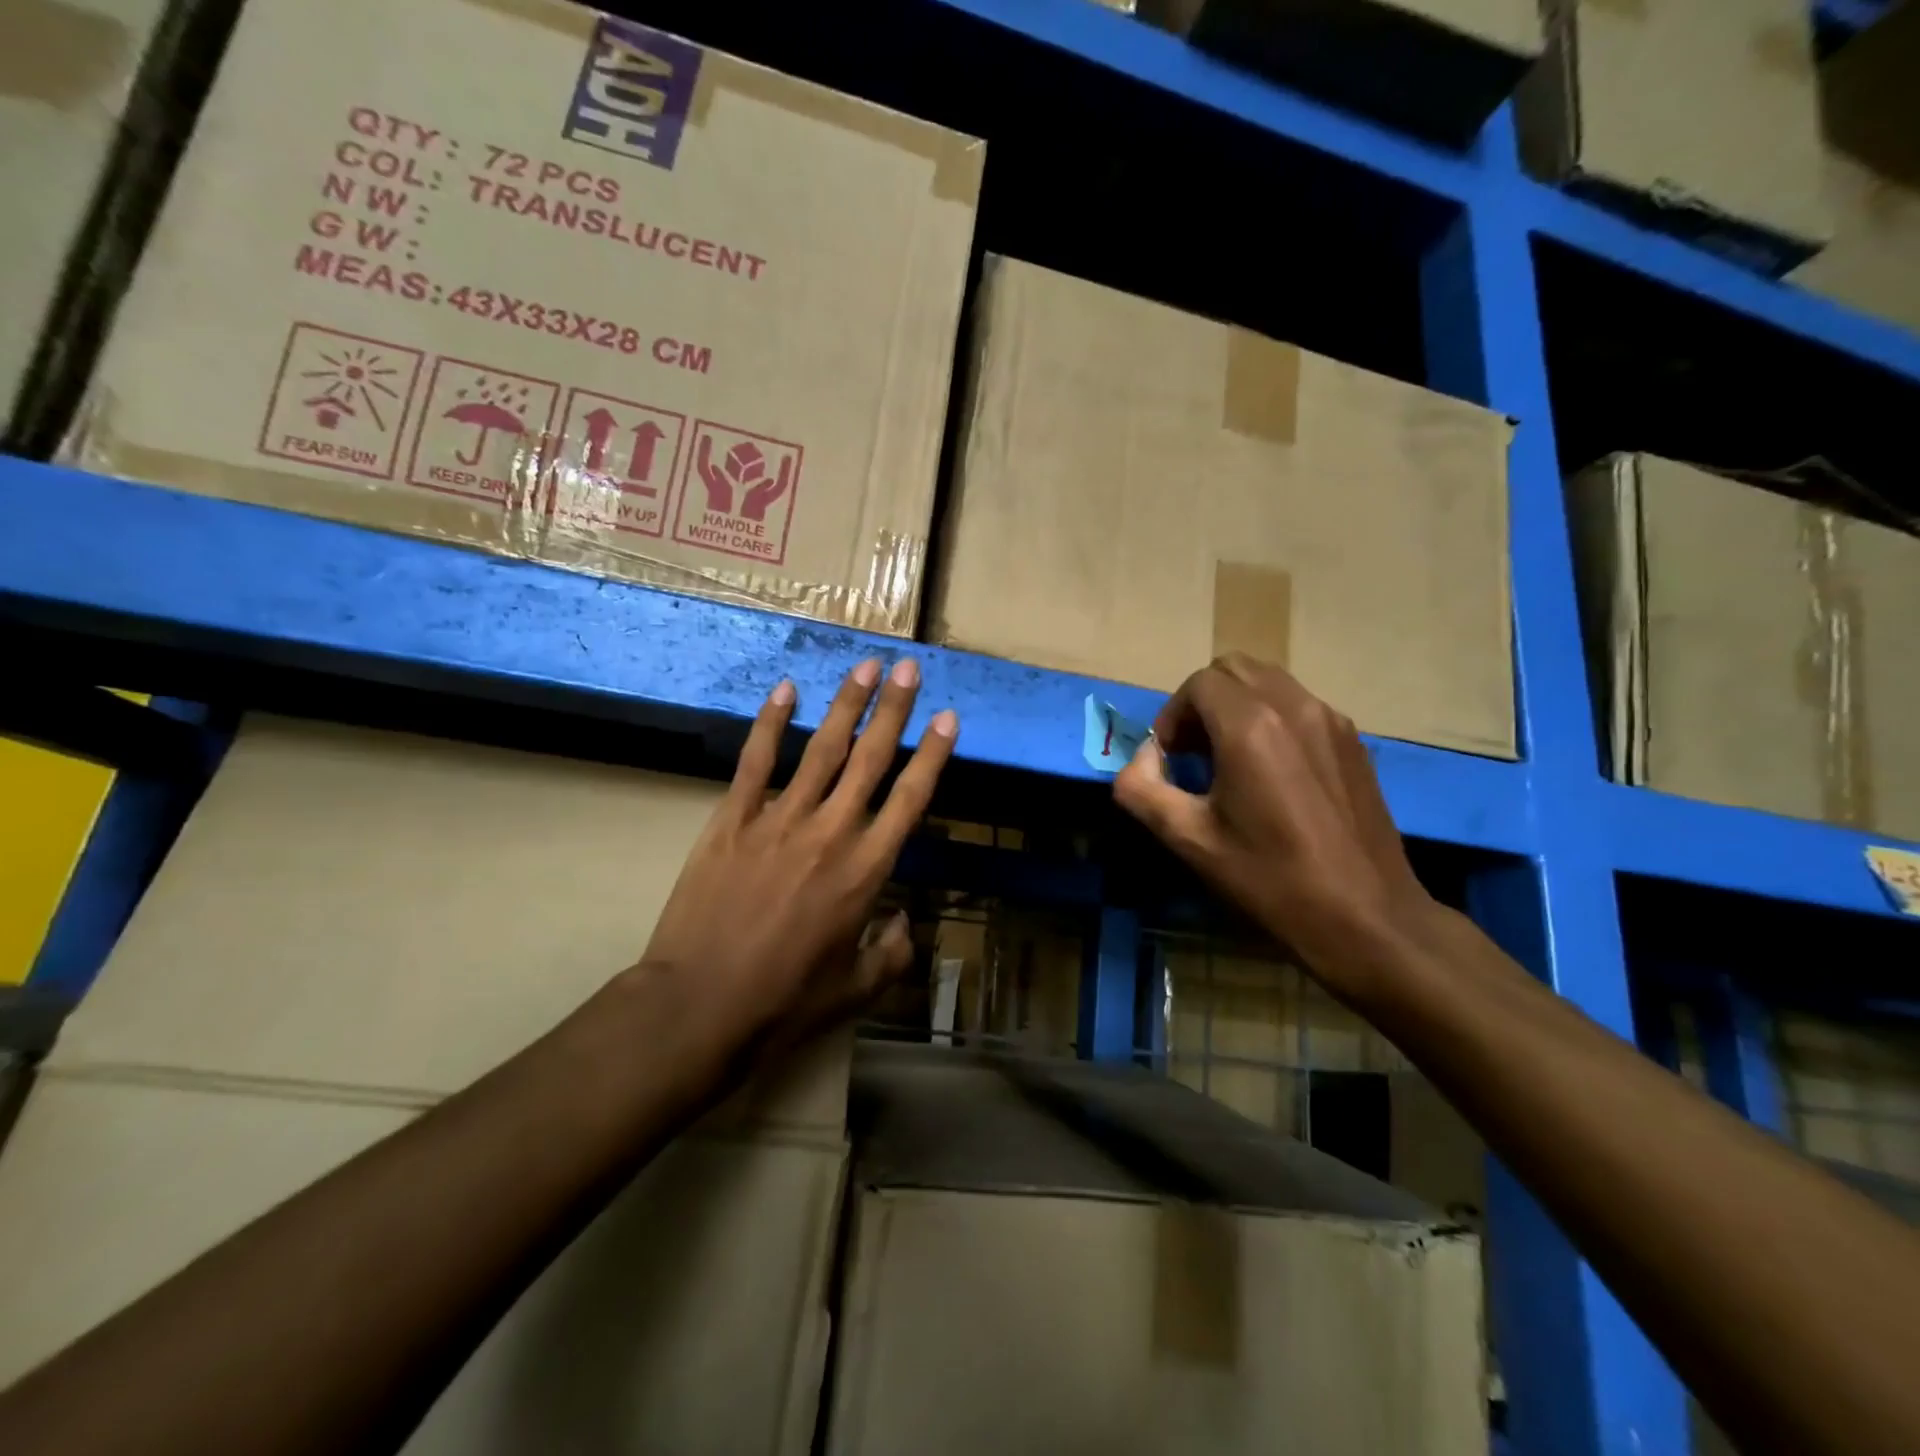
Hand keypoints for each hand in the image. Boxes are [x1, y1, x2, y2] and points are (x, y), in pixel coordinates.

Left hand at [642, 658, 957, 1054]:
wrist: (701, 1005)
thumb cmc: (785, 1001)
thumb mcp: (856, 990)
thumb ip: (891, 953)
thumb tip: (904, 923)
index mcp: (866, 870)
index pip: (911, 798)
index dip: (933, 755)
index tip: (948, 717)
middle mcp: (831, 832)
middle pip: (871, 758)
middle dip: (894, 709)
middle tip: (909, 667)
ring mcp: (779, 820)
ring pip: (822, 749)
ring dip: (847, 704)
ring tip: (865, 666)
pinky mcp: (732, 820)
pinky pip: (755, 761)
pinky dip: (771, 724)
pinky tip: (786, 691)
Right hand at [1113, 654, 1436, 992]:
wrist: (1366, 916)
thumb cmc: (1270, 879)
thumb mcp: (1189, 840)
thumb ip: (1141, 790)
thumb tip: (1140, 761)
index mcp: (1251, 727)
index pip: (1198, 683)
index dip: (1172, 716)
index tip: (1169, 760)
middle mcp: (1294, 707)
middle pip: (1234, 669)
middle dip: (1202, 702)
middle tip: (1193, 752)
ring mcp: (1331, 720)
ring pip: (1269, 682)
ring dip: (1236, 707)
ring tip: (1229, 761)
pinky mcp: (1353, 741)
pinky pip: (1299, 705)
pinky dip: (1271, 719)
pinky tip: (1271, 774)